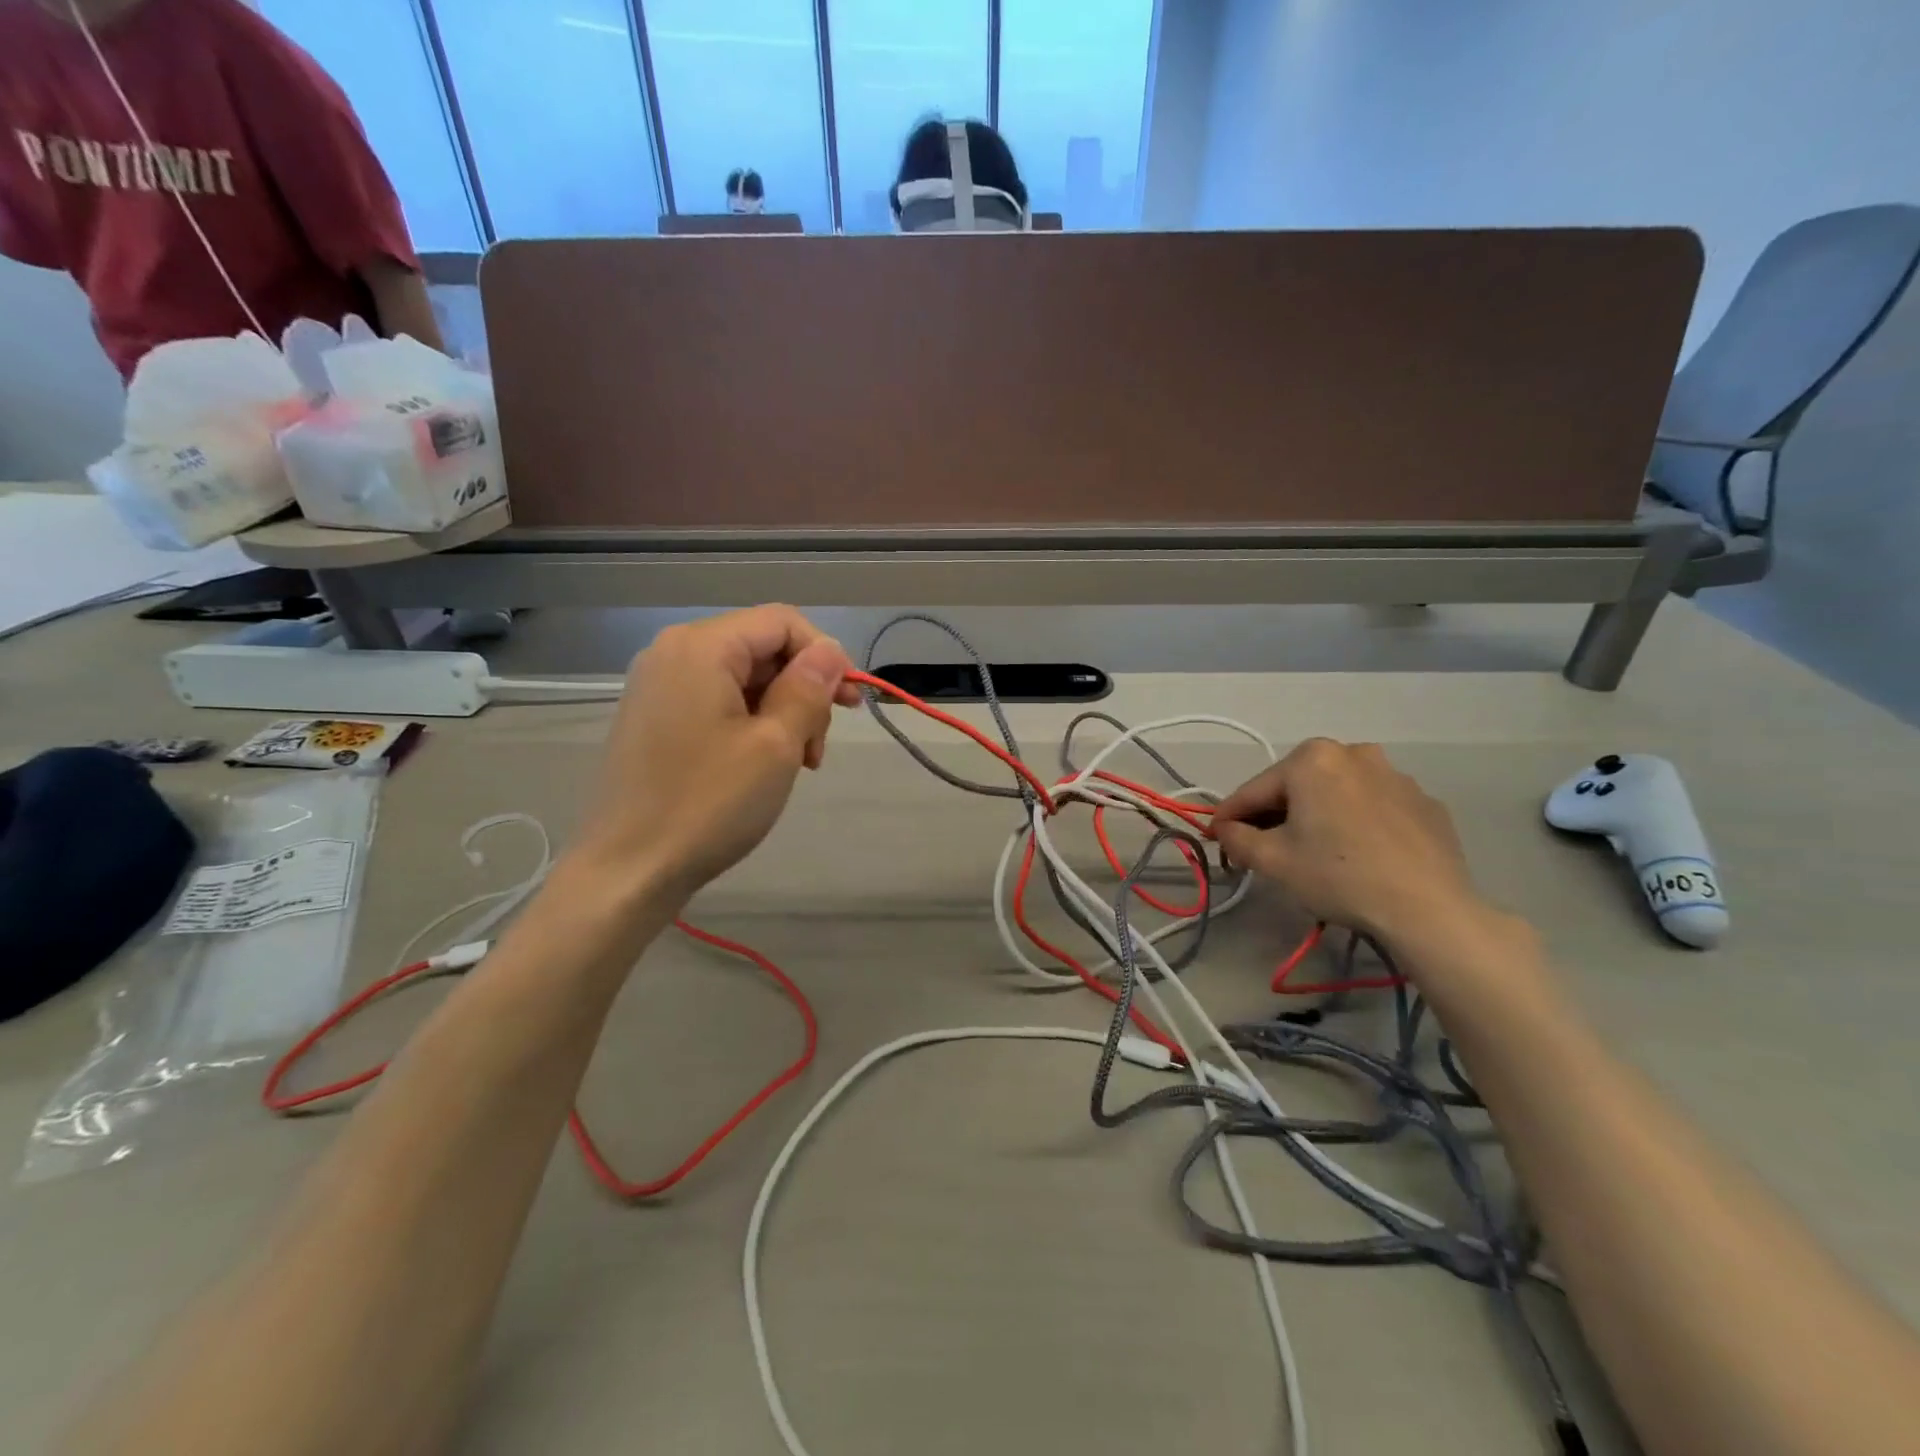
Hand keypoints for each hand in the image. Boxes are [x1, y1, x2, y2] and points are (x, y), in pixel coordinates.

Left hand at [572, 606, 861, 898]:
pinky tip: (763, 764)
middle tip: (818, 748)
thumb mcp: (776, 744)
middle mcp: (674, 652)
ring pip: (743, 678)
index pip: (782, 622)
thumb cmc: (708, 804)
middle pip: (762, 648)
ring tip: (796, 764)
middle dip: (803, 690)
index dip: (825, 655)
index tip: (848, 705)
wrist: (627, 870)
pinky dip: (751, 723)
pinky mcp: (654, 718)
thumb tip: (830, 652)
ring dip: (782, 712)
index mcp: (701, 647)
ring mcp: (658, 686)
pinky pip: (717, 701)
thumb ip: (808, 687)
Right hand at [1212, 738, 1484, 946]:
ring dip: (1317, 815)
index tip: (1214, 837)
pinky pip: (1374, 808)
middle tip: (1261, 847)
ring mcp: (1395, 775)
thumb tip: (1226, 829)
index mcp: (1312, 759)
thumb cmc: (1339, 875)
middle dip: (1275, 814)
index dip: (1229, 817)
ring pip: (1337, 794)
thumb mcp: (1273, 860)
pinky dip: (1357, 823)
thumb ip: (1237, 838)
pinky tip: (1358, 855)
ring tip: (1313, 851)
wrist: (1428, 909)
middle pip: (1297, 787)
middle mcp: (1354, 753)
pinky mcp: (1425, 802)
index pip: (1254, 790)